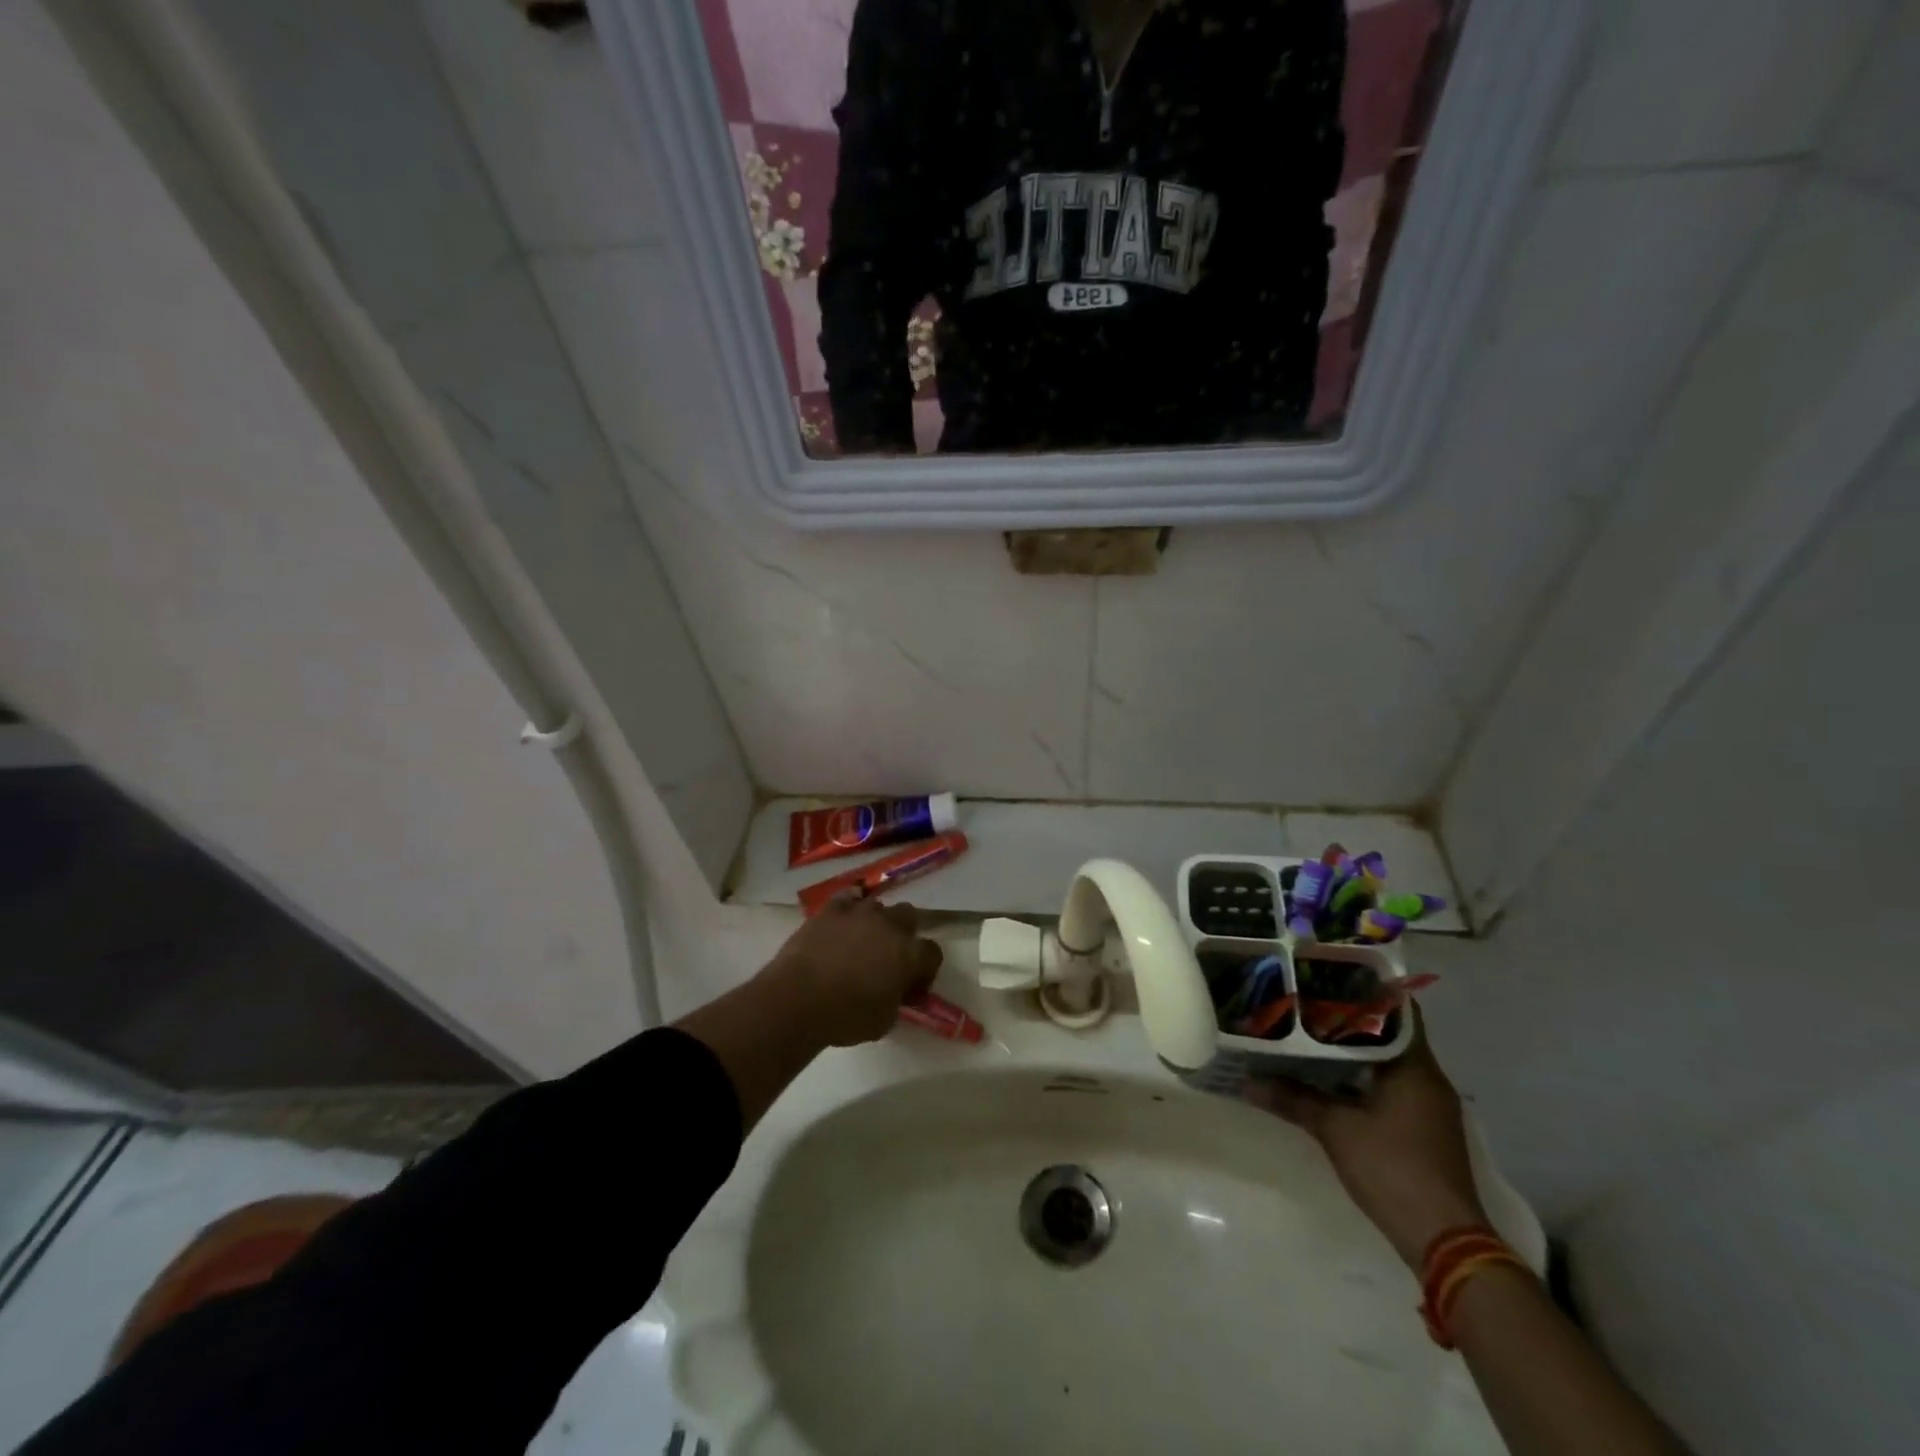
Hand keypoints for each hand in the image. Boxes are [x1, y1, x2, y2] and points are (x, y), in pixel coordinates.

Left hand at [757, 897, 943, 1047]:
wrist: (798, 999)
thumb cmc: (846, 1017)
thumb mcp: (884, 1021)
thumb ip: (897, 1000)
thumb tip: (895, 992)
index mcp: (909, 954)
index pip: (932, 953)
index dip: (925, 970)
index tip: (912, 986)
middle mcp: (889, 925)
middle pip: (908, 917)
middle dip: (903, 933)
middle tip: (889, 956)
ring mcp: (859, 913)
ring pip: (877, 906)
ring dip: (874, 922)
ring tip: (860, 941)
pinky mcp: (831, 910)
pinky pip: (847, 899)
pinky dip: (847, 909)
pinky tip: (841, 923)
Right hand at [1245, 1005, 1487, 1268]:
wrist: (1444, 1241)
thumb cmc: (1393, 1169)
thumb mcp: (1335, 1129)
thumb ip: (1293, 1099)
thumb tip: (1247, 1081)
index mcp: (1415, 1067)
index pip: (1397, 1010)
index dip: (1365, 989)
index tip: (1328, 975)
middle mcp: (1428, 1079)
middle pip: (1389, 1034)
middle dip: (1350, 1018)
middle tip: (1307, 1001)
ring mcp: (1428, 1106)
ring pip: (1388, 1061)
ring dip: (1355, 1049)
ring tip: (1310, 1032)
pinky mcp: (1422, 1128)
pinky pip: (1389, 1084)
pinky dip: (1362, 1075)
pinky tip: (1329, 1076)